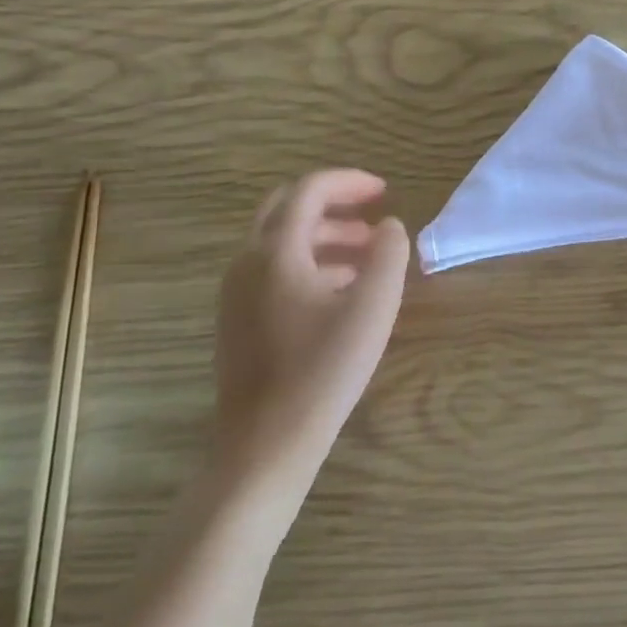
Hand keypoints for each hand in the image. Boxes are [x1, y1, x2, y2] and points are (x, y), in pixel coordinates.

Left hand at [214, 170, 409, 469]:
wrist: (265, 445)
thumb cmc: (323, 370)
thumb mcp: (373, 306)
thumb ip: (388, 254)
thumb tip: (390, 226)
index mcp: (275, 251)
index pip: (309, 190)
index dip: (349, 182)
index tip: (385, 192)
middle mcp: (247, 262)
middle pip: (287, 209)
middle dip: (333, 203)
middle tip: (372, 214)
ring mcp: (236, 292)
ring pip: (280, 241)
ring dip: (324, 235)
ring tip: (368, 253)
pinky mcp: (238, 319)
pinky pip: (274, 270)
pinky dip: (309, 261)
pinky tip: (342, 289)